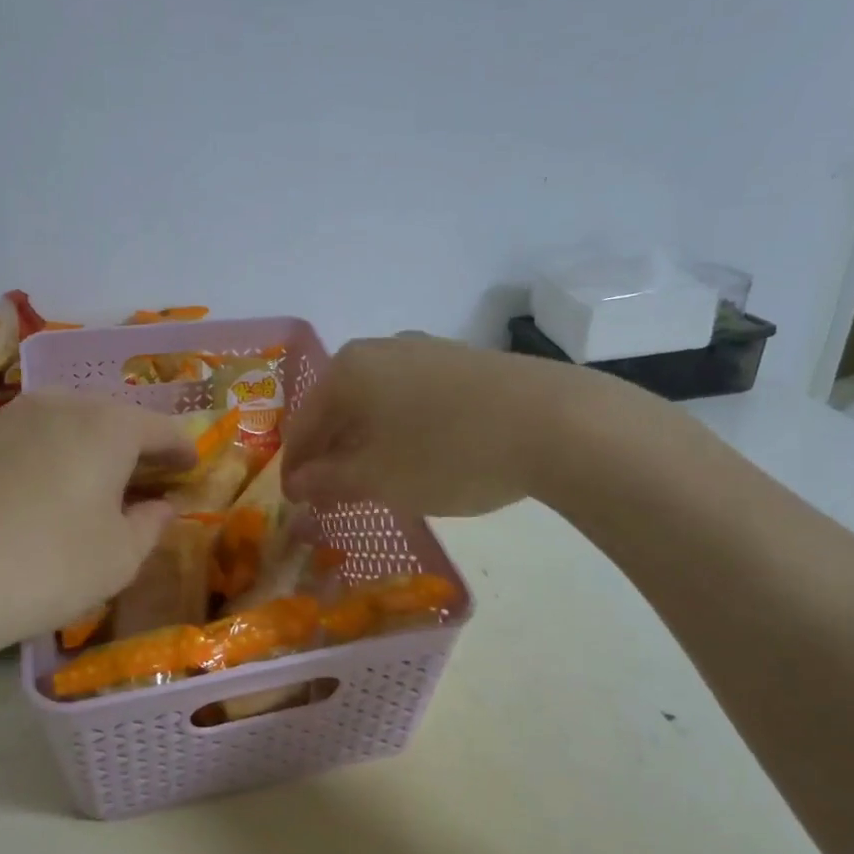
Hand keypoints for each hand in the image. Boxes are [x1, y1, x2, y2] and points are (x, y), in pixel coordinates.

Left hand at [0, 392, 195, 657]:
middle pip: (113, 416)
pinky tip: (42, 487)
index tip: (192, 468)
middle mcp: (60, 403)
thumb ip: (151, 524)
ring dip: (90, 444)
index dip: (182, 449)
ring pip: (67, 420)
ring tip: (96, 478)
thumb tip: (160, 506)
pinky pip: (28, 436)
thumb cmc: (49, 567)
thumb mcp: (120, 557)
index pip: (160, 427)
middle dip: (136, 443)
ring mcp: (9, 416)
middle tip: (148, 475)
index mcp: (108, 425)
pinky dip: (49, 453)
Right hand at [282, 336, 583, 517]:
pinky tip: (421, 456)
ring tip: (377, 481)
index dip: (296, 468)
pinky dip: (403, 430)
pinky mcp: (463, 362)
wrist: (556, 422)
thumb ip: (329, 480)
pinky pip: (413, 398)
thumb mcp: (380, 477)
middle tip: (334, 496)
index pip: (303, 424)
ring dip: (368, 443)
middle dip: (332, 454)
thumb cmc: (448, 452)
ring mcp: (426, 350)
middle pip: (339, 408)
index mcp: (347, 370)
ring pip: (377, 403)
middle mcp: (381, 349)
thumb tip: (297, 484)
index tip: (296, 504)